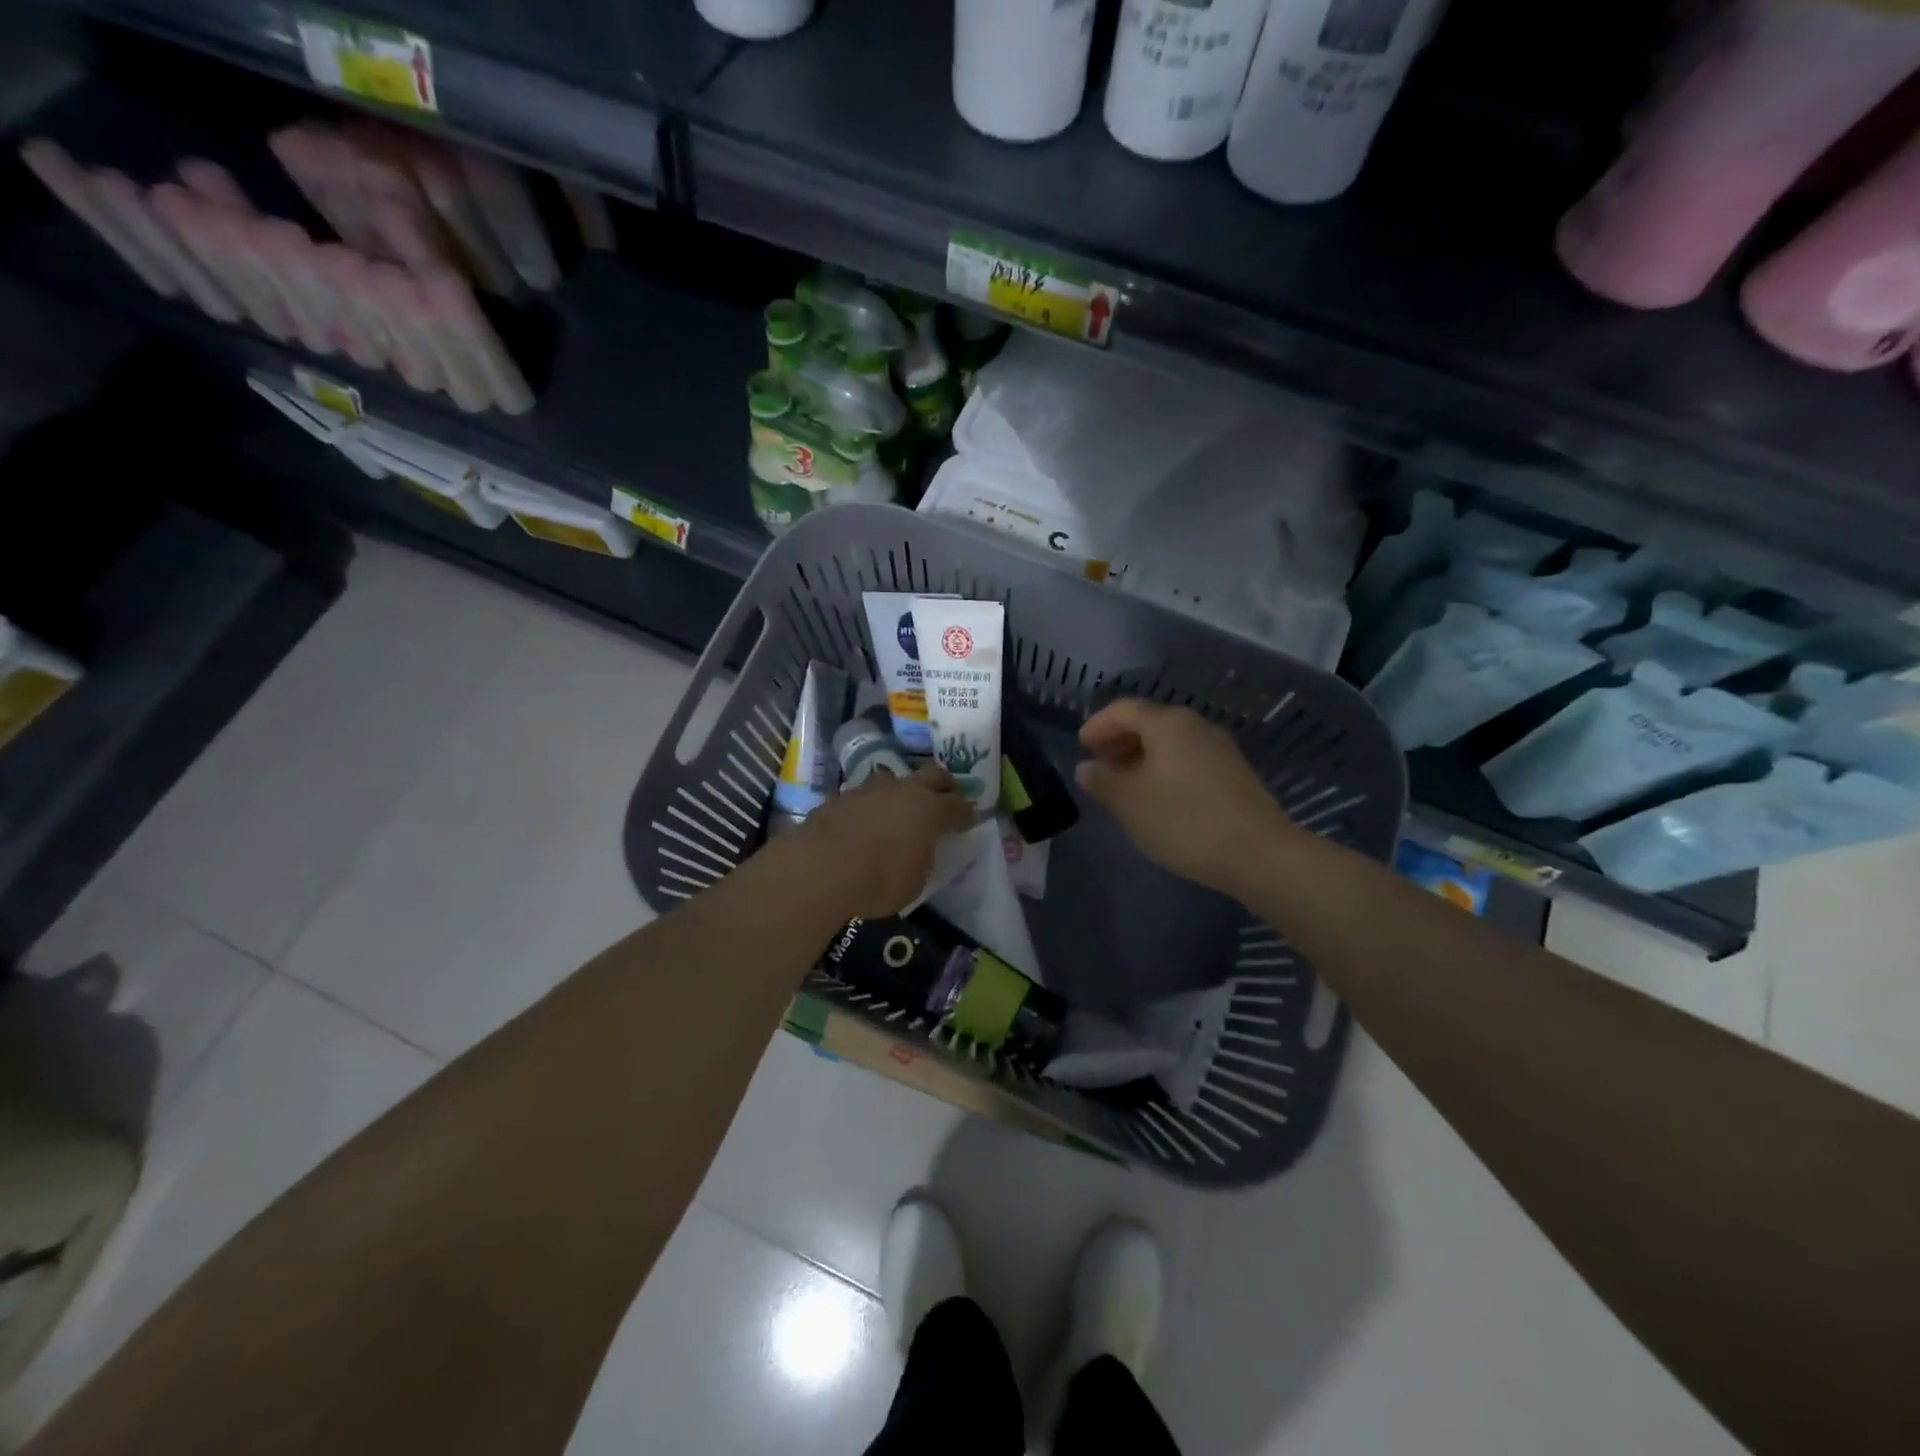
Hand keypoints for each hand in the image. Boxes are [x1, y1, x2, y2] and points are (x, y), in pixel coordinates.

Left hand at [796, 765, 973, 918]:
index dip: (966, 811)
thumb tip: (917, 850)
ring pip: (892, 781)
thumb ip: (921, 858)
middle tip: (946, 797)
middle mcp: (901, 790)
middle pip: (931, 774)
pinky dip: (868, 808)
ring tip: (898, 810)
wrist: (820, 869)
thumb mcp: (914, 880)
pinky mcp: (838, 798)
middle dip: (942, 785)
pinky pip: (862, 798)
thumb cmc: (879, 880)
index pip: (957, 804)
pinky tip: (863, 824)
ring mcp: (867, 790)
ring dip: (900, 793)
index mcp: (928, 809)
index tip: (968, 818)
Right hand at [1076, 698, 1293, 898]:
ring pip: (1171, 742)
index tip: (1081, 746)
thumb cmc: (1183, 821)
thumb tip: (1087, 768)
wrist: (1258, 854)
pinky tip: (1159, 797)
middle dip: (1120, 740)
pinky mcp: (1235, 773)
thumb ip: (1102, 781)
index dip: (1098, 725)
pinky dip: (1165, 768)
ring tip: (1126, 785)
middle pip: (1149, 722)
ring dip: (1143, 756)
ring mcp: (1220, 748)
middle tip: (1100, 765)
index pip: (1123, 710)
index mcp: (1167, 724)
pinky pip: (1189, 759)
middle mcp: (1196, 726)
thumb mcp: (1129, 803)